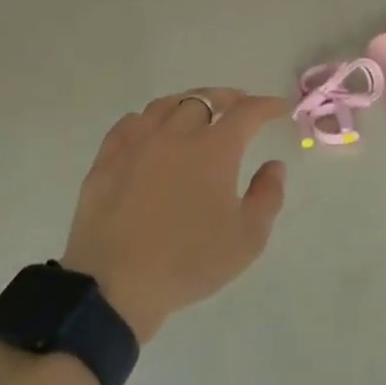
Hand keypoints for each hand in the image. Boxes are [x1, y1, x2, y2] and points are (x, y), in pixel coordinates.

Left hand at [61, 89, 290, 342]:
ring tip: (196, 113)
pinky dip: (148, 120)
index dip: (267, 105)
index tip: (279, 108)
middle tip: (238, 107)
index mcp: (214, 149)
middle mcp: (176, 134)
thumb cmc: (189, 261)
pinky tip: (150, 131)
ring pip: (165, 106)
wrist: (115, 285)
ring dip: (188, 103)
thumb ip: (267, 196)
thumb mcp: (247, 239)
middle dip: (227, 98)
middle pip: (204, 99)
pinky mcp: (106, 161)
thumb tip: (273, 165)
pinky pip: (128, 124)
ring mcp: (137, 144)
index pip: (247, 112)